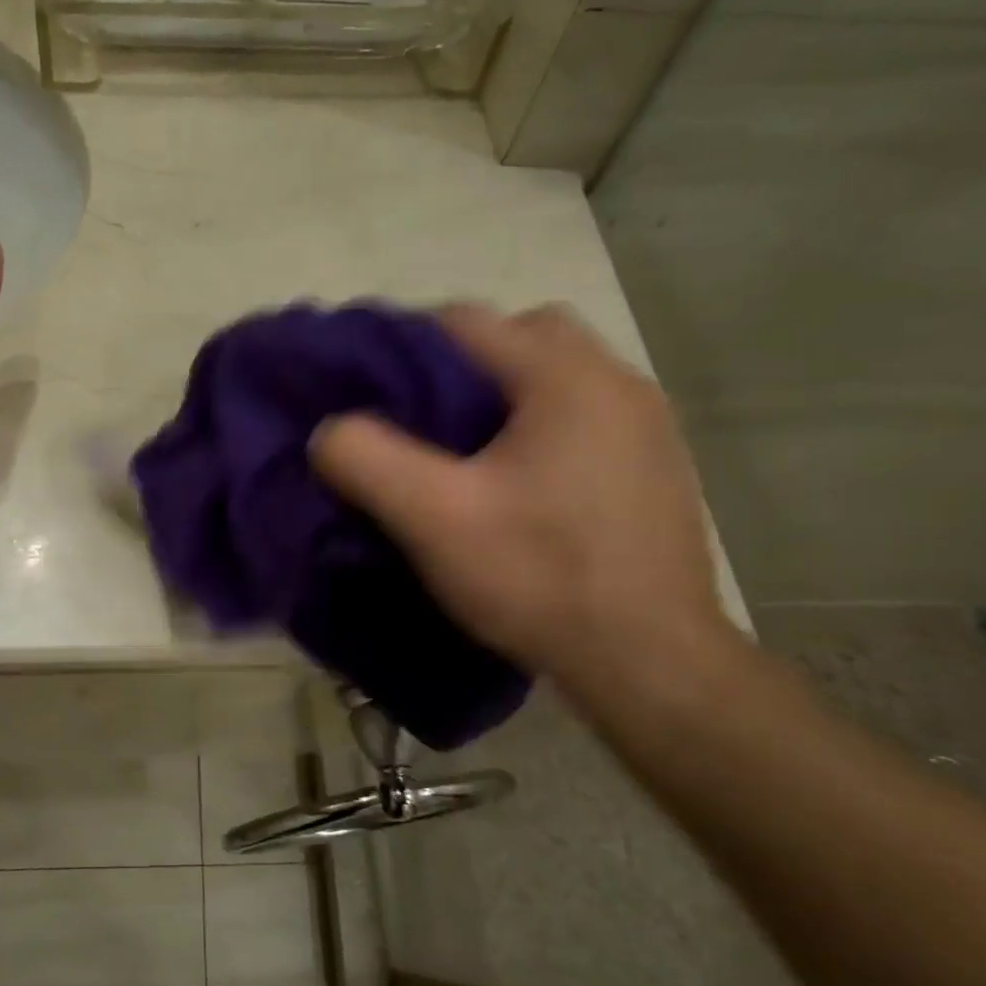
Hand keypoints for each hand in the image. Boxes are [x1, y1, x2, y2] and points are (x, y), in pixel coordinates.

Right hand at [310, 304, 734, 697]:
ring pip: (555, 377)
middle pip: (520, 336)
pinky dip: (540, 428)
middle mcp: (617, 382)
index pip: (464, 321)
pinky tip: (517, 485)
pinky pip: (584, 417)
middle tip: (421, 419)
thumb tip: (329, 431)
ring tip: (463, 453)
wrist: (651, 664)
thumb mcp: (433, 518)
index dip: (402, 345)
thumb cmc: (539, 578)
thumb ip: (366, 459)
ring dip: (504, 397)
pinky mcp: (656, 467)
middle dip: (460, 364)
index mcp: (566, 377)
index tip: (367, 390)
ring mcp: (648, 425)